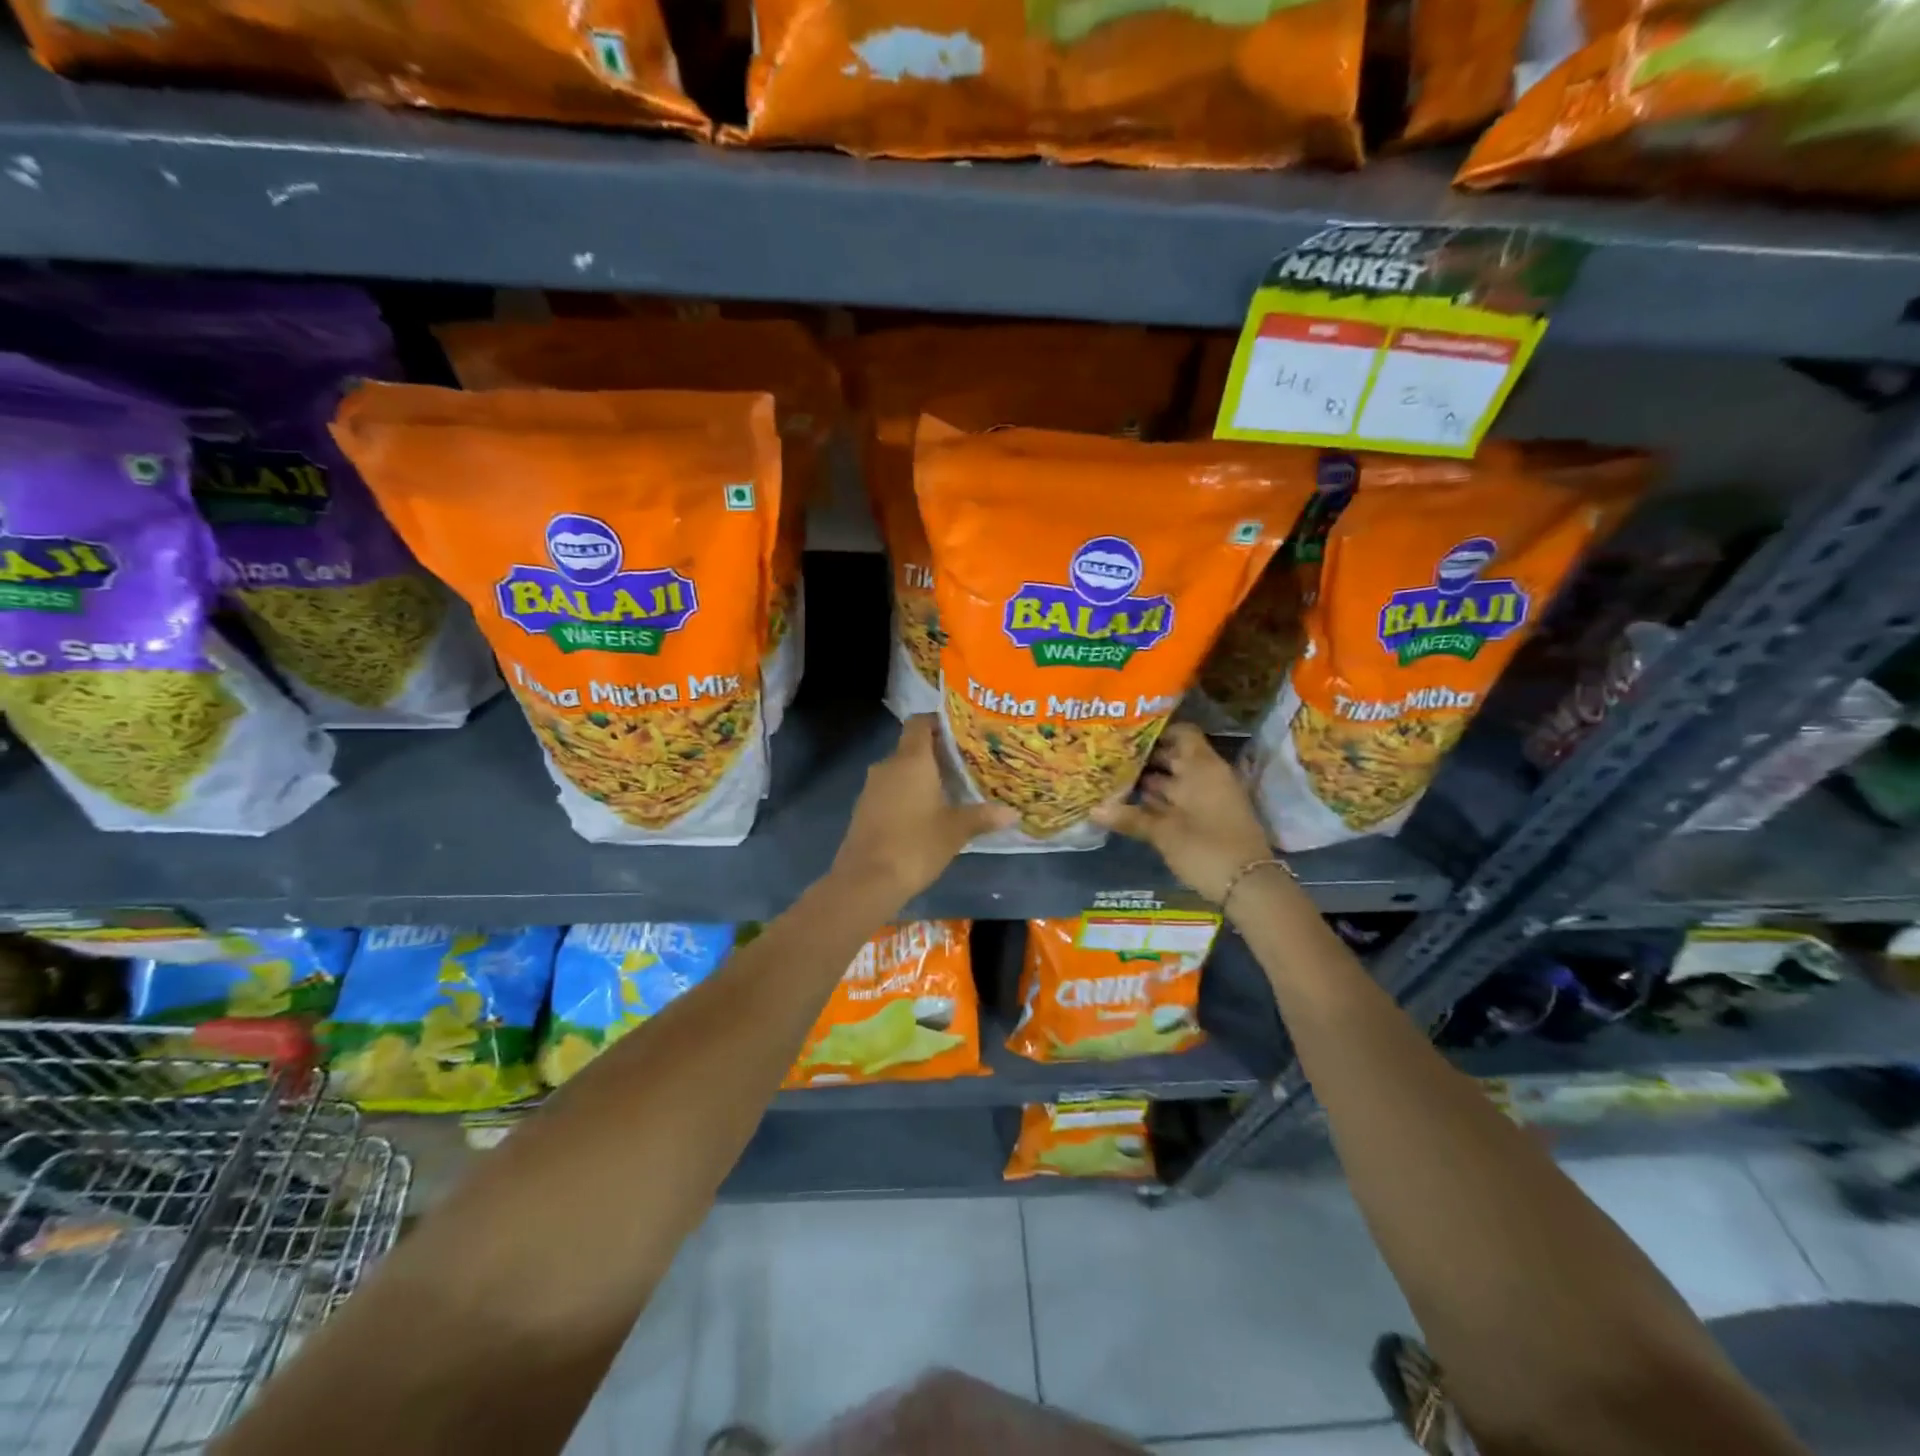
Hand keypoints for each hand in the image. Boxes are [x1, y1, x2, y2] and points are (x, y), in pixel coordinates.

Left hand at [831, 716, 1016, 907]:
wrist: (866, 880)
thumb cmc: (916, 845)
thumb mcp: (956, 830)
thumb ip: (983, 816)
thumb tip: (1012, 813)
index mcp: (911, 760)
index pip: (920, 723)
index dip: (938, 722)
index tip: (961, 732)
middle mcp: (888, 765)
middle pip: (912, 747)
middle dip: (937, 754)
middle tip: (966, 764)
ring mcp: (872, 787)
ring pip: (900, 770)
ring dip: (921, 776)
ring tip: (951, 789)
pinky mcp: (864, 809)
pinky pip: (890, 790)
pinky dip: (907, 794)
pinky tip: (925, 814)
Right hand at [1091, 723, 1274, 903]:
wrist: (1250, 887)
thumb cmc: (1206, 848)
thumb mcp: (1164, 833)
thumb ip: (1130, 818)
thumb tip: (1093, 809)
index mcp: (1201, 767)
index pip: (1182, 733)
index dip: (1156, 731)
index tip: (1128, 735)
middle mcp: (1207, 776)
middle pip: (1175, 757)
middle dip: (1145, 758)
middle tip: (1110, 757)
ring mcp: (1208, 798)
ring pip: (1175, 781)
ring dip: (1149, 781)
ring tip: (1113, 780)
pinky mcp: (1207, 819)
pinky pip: (1180, 800)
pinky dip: (1159, 801)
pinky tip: (1131, 805)